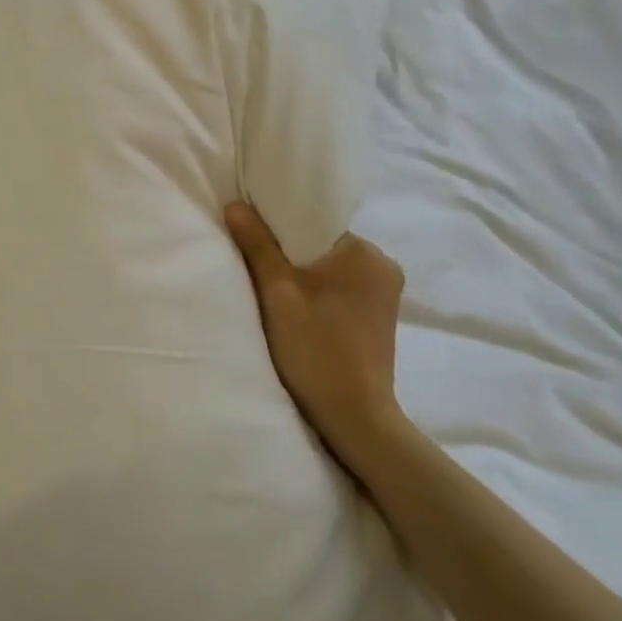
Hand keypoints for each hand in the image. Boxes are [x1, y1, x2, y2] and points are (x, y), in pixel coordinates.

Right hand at [224, 201, 408, 473]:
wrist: (353, 415)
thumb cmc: (315, 348)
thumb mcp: (278, 293)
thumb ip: (257, 245)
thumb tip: (235, 205)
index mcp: (365, 252)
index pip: (314, 223)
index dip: (279, 229)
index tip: (253, 240)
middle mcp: (384, 265)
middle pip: (321, 245)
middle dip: (291, 255)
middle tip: (258, 269)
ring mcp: (386, 293)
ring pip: (330, 269)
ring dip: (304, 276)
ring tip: (276, 293)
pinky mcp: (380, 316)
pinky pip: (341, 289)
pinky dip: (319, 294)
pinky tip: (299, 311)